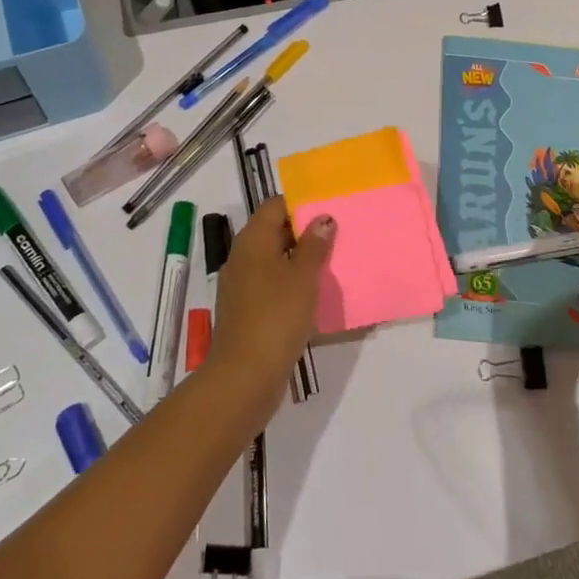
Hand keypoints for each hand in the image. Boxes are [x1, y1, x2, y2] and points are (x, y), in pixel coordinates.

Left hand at [205, 197, 331, 415]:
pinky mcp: (246, 310)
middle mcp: (242, 256)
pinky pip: (271, 284)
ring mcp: (241, 285)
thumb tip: (322, 218)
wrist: (245, 375)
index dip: (300, 204)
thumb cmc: (276, 315)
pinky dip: (290, 283)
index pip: (274, 206)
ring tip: (331, 263)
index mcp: (252, 240)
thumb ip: (314, 245)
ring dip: (299, 260)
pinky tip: (313, 294)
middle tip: (337, 235)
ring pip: (273, 260)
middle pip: (273, 231)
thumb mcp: (303, 276)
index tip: (328, 209)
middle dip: (303, 232)